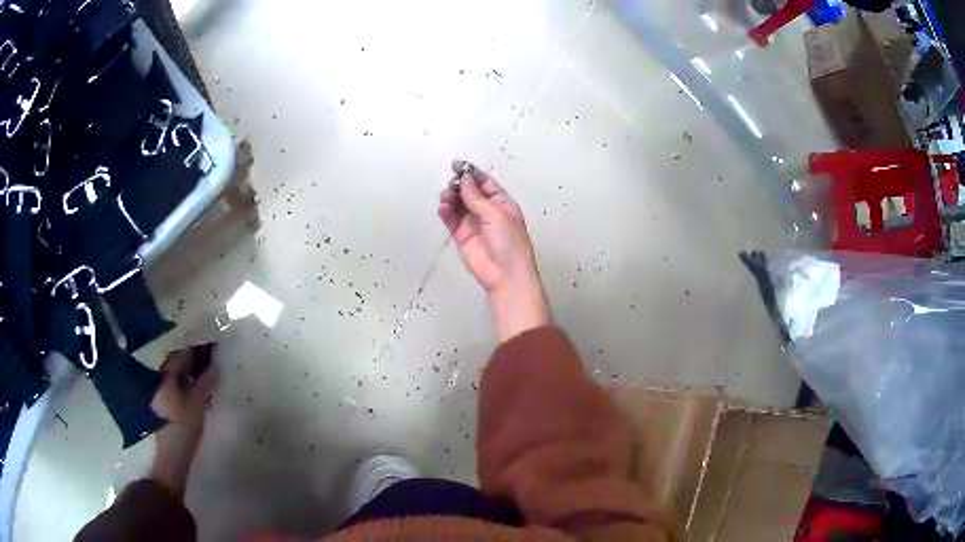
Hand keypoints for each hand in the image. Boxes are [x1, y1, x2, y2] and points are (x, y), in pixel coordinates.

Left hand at [149, 347, 217, 497]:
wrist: (171, 455)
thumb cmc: (183, 428)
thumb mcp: (197, 405)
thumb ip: (205, 383)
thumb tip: (214, 364)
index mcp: (165, 376)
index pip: (180, 355)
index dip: (195, 350)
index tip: (210, 348)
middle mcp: (158, 379)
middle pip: (175, 362)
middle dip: (191, 359)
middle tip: (208, 360)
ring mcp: (158, 391)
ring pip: (174, 374)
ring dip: (187, 371)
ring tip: (203, 373)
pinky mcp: (161, 402)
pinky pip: (173, 384)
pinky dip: (183, 382)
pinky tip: (194, 388)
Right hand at [439, 160, 549, 341]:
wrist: (504, 274)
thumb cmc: (510, 244)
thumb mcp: (496, 214)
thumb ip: (477, 196)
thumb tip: (465, 178)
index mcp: (502, 203)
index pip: (485, 182)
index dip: (471, 173)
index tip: (457, 165)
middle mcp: (488, 211)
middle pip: (469, 191)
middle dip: (459, 184)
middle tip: (452, 183)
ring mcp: (474, 222)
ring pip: (458, 203)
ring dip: (451, 197)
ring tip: (447, 198)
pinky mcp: (462, 235)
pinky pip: (451, 218)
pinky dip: (446, 211)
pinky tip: (444, 207)